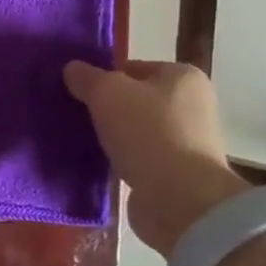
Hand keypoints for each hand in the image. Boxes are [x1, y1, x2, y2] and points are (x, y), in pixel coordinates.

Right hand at [62, 60, 248, 258]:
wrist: (179, 198)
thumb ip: (87, 77)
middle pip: (135, 99)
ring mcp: (187, 140)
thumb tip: (72, 68)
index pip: (133, 68)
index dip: (103, 78)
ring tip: (83, 140)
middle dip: (106, 108)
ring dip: (113, 135)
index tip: (79, 93)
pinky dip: (121, 159)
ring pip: (136, 129)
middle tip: (77, 116)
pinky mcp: (178, 172)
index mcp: (183, 76)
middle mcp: (192, 104)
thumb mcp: (107, 93)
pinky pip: (140, 157)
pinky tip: (99, 163)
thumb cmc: (147, 132)